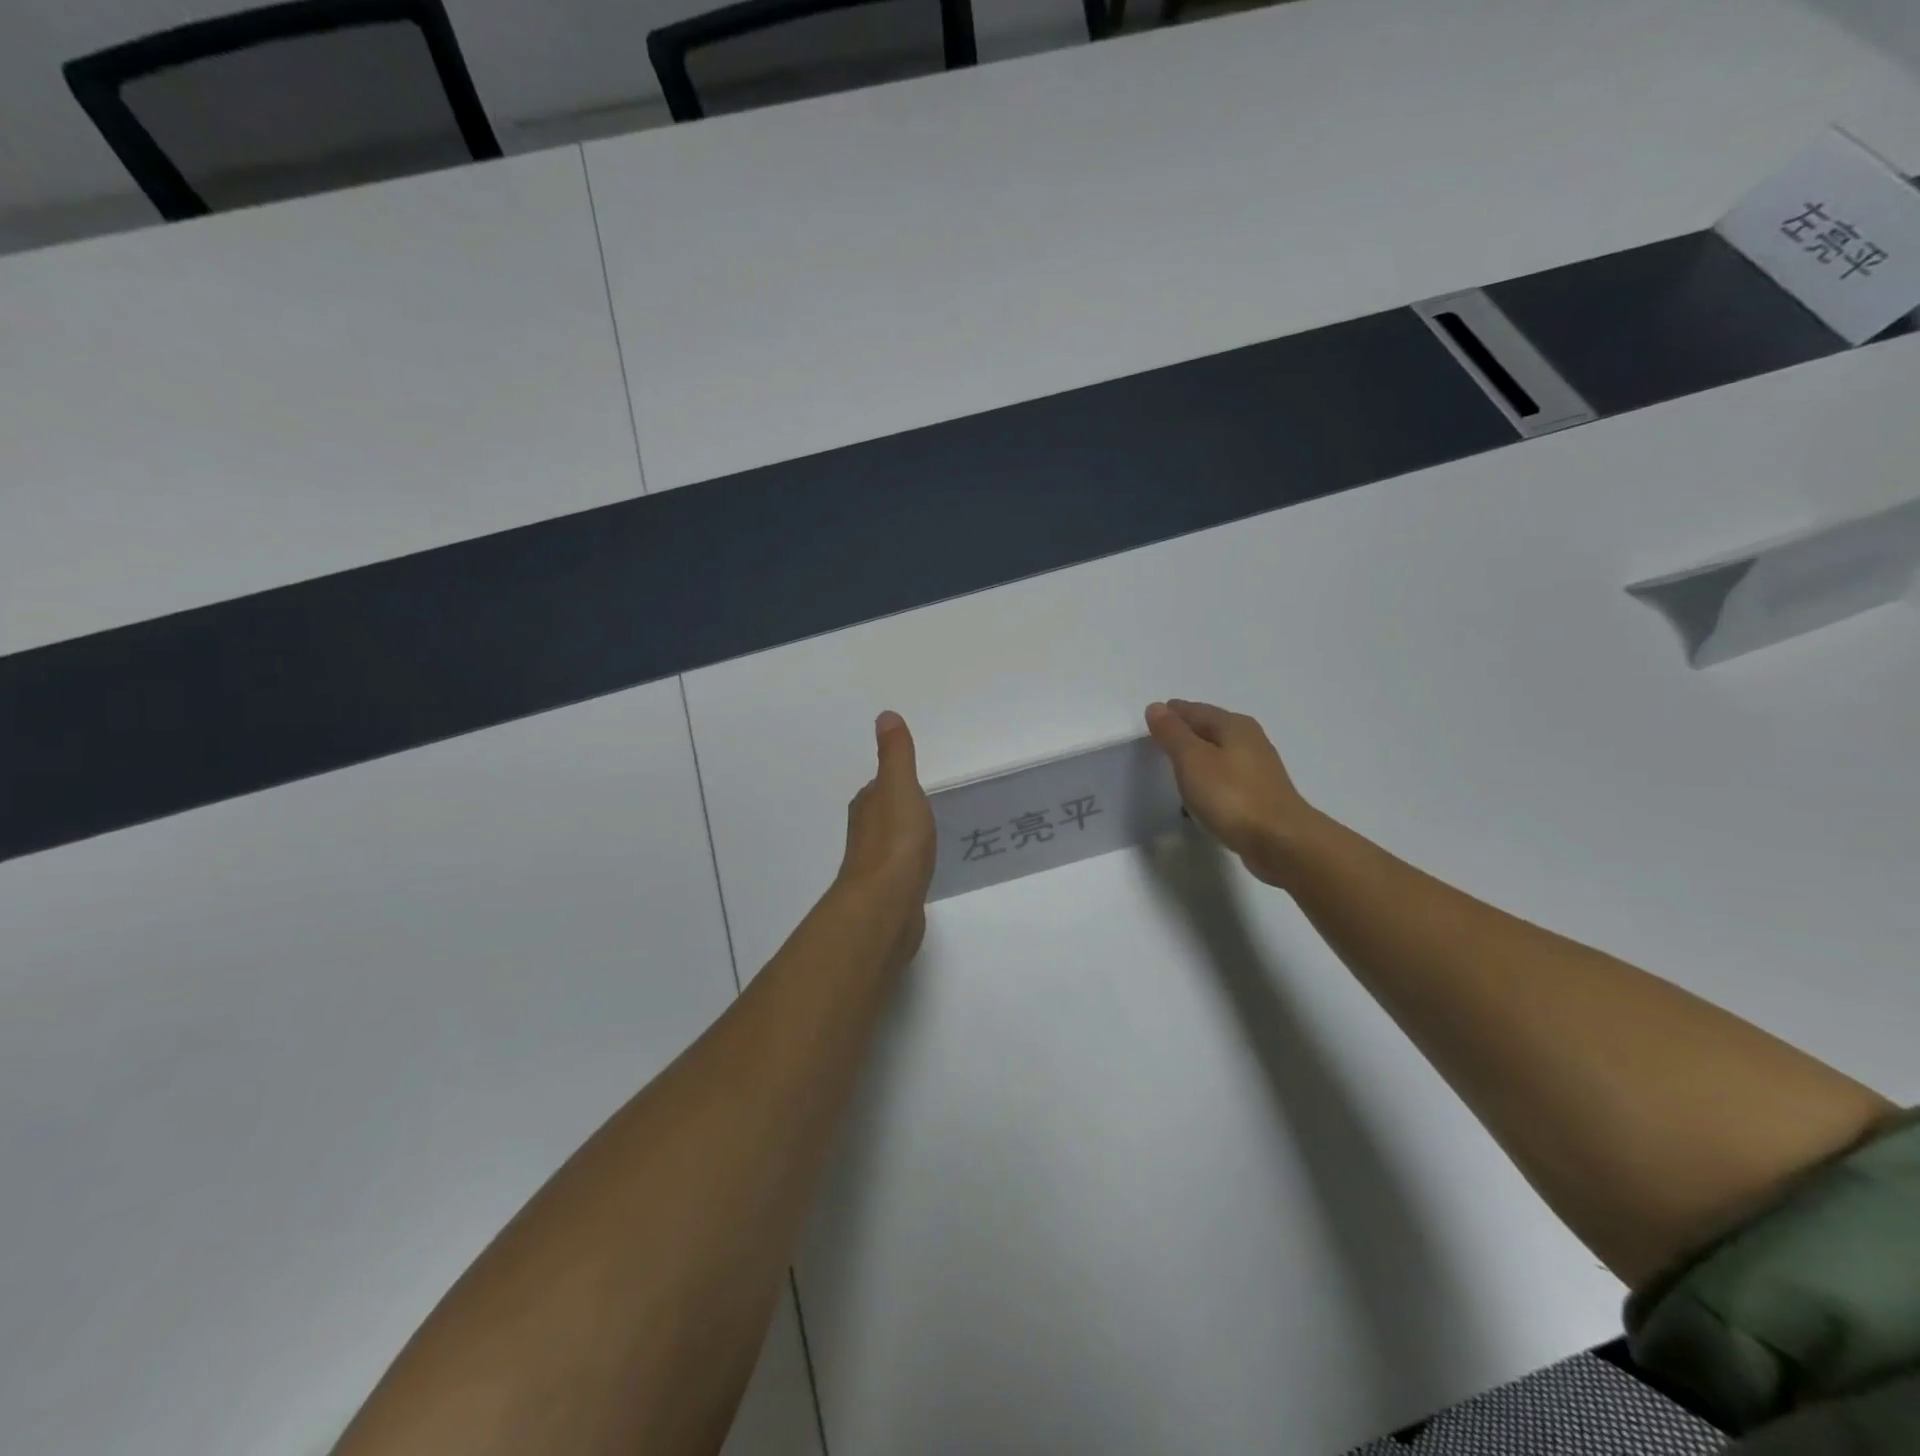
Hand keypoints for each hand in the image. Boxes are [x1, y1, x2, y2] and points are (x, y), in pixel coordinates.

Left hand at [835, 711, 936, 954]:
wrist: (886, 904)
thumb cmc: (896, 841)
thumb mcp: (900, 787)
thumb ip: (896, 755)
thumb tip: (885, 716)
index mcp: (867, 806)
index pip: (879, 788)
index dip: (894, 782)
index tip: (911, 780)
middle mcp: (865, 834)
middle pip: (883, 815)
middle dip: (899, 810)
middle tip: (925, 807)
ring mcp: (875, 866)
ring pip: (891, 844)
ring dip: (905, 838)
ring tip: (929, 837)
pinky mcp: (888, 893)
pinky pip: (901, 870)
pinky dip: (909, 865)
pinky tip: (923, 869)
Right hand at [1145, 700, 1320, 886]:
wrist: (1280, 841)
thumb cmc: (1231, 796)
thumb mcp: (1192, 760)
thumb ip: (1172, 733)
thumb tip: (1156, 707)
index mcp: (1234, 726)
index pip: (1195, 710)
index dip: (1172, 713)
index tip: (1151, 720)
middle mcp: (1250, 741)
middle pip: (1210, 729)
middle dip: (1185, 733)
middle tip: (1158, 742)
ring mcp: (1258, 770)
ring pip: (1219, 755)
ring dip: (1197, 758)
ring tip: (1173, 769)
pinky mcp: (1260, 796)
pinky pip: (1225, 779)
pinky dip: (1209, 780)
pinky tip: (1198, 795)